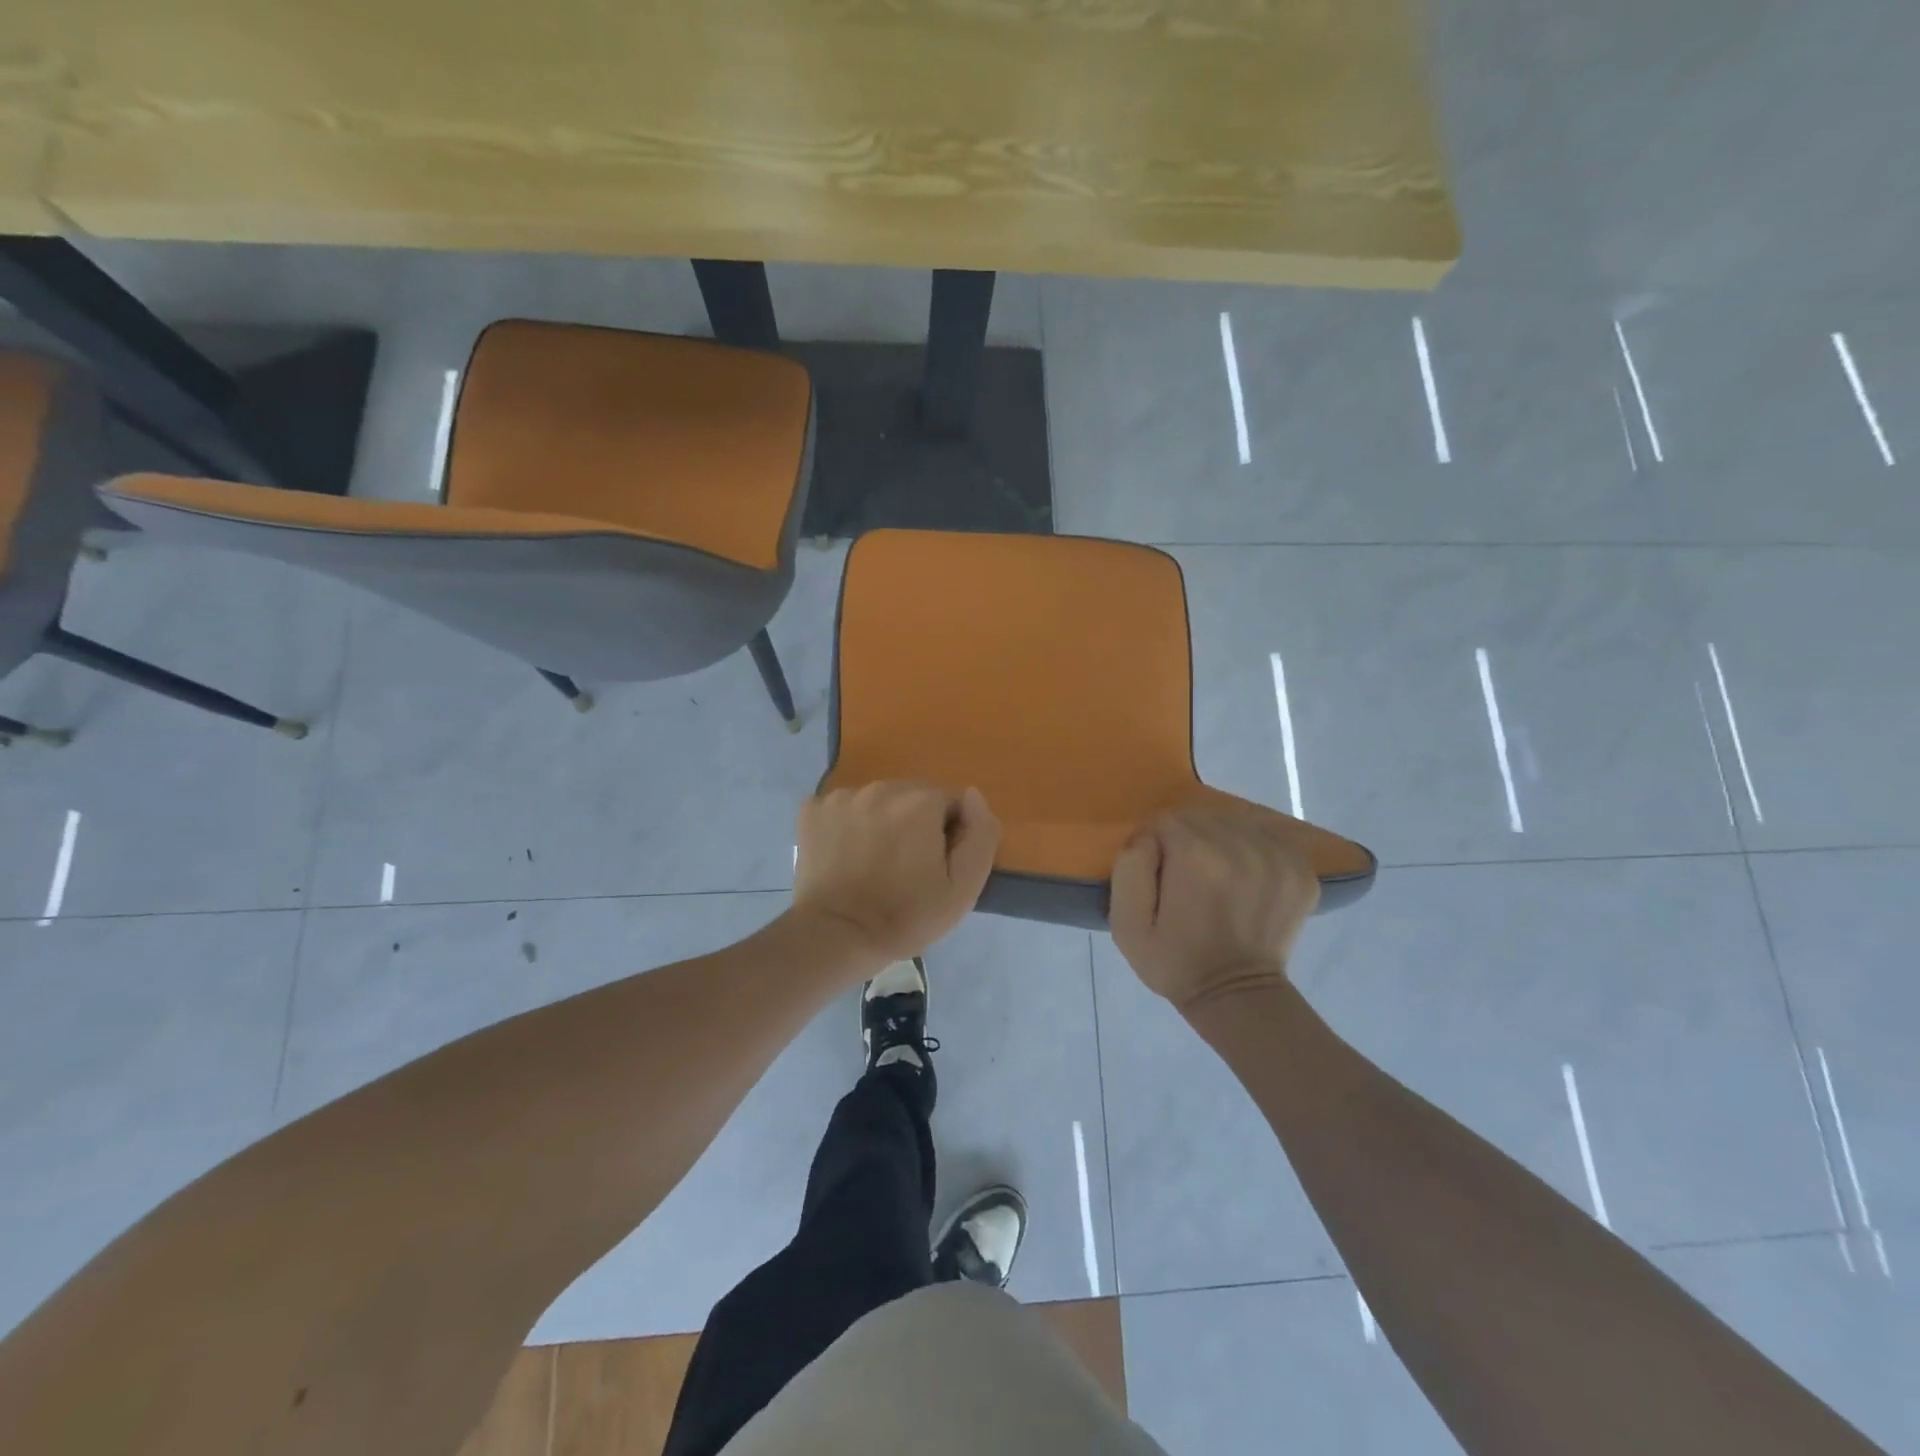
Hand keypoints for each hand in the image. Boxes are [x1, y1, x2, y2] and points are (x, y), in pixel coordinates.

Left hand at [792, 781, 1000, 968]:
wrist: (836, 936)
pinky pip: (843, 808)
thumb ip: (981, 835)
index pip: (950, 804)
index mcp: (921, 801)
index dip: (949, 835)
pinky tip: (846, 855)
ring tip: (874, 863)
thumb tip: (972, 796)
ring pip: (878, 801)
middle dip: (916, 824)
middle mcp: (882, 788)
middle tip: (906, 867)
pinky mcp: (813, 810)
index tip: (936, 867)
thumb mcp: (963, 888)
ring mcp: (842, 797)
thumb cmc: (906, 916)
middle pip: (913, 797)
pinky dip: (848, 825)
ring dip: (882, 821)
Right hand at [1109, 804, 1319, 1011]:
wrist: (1236, 996)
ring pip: (1234, 824)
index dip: (1156, 847)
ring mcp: (1278, 857)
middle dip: (1188, 841)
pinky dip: (1251, 852)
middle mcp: (1242, 846)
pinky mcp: (1301, 870)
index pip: (1166, 822)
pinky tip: (1245, 881)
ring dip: (1220, 843)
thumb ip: (1130, 867)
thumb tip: (1148, 838)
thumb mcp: (1126, 924)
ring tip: (1216, 879)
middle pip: (1202, 818)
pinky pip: (1266, 839)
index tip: (1159, 877)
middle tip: (1186, 879)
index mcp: (1196, 855)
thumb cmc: (1174, 961)